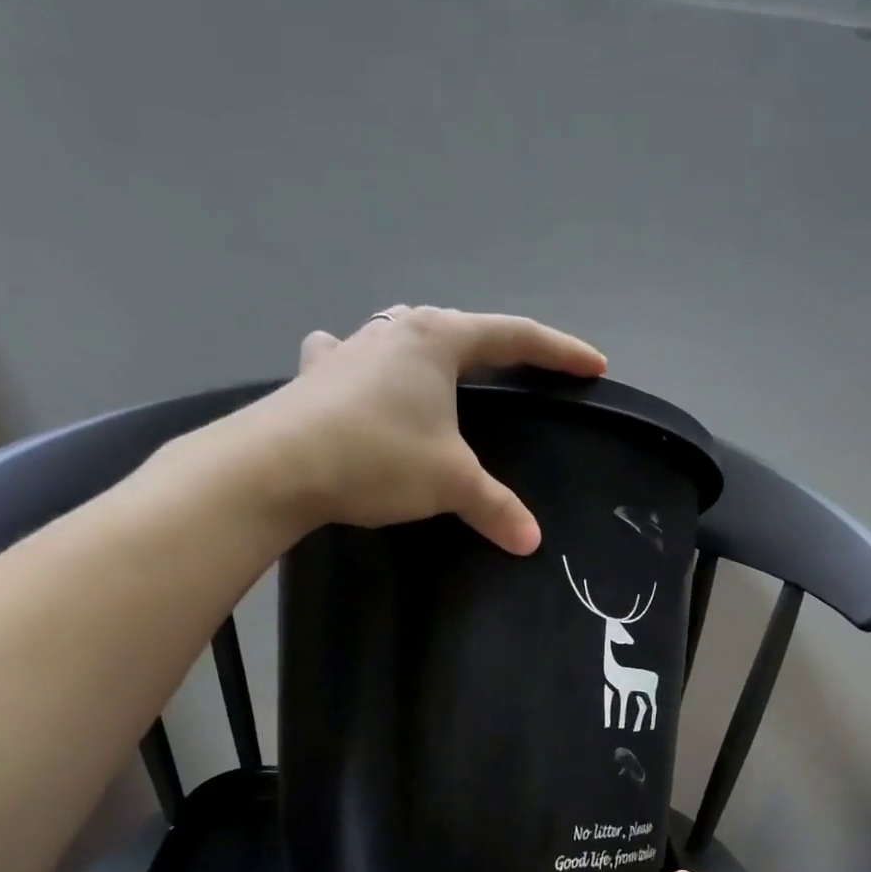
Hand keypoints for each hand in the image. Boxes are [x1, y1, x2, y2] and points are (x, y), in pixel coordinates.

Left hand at [234, 305, 605, 552]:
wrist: (277, 466)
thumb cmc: (377, 456)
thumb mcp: (449, 482)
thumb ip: (495, 507)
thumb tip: (531, 541)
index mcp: (437, 341)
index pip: (514, 337)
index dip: (559, 352)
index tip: (594, 366)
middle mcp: (394, 332)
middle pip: (459, 330)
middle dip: (496, 348)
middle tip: (522, 369)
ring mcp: (350, 350)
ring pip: (403, 338)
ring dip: (429, 350)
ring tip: (442, 368)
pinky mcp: (316, 377)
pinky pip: (350, 360)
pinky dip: (363, 366)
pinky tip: (354, 374)